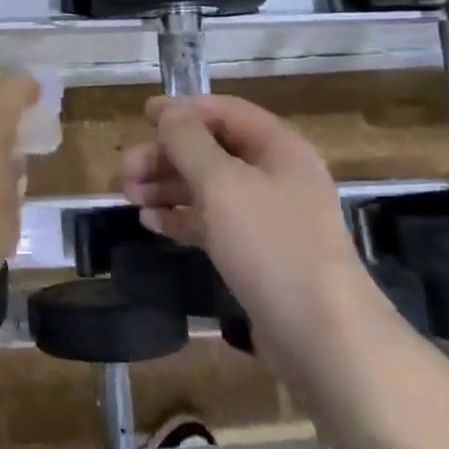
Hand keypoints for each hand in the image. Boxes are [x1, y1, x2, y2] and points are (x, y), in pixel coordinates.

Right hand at [121, 96, 363, 324]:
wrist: (323, 338)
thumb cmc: (271, 245)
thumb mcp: (222, 183)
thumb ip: (189, 141)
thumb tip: (169, 112)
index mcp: (279, 148)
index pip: (225, 112)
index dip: (183, 110)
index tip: (143, 117)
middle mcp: (276, 176)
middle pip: (212, 150)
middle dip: (166, 155)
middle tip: (125, 171)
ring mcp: (268, 218)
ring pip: (209, 188)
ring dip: (167, 186)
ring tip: (129, 196)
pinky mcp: (258, 255)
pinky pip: (213, 223)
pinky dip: (182, 217)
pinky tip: (151, 222)